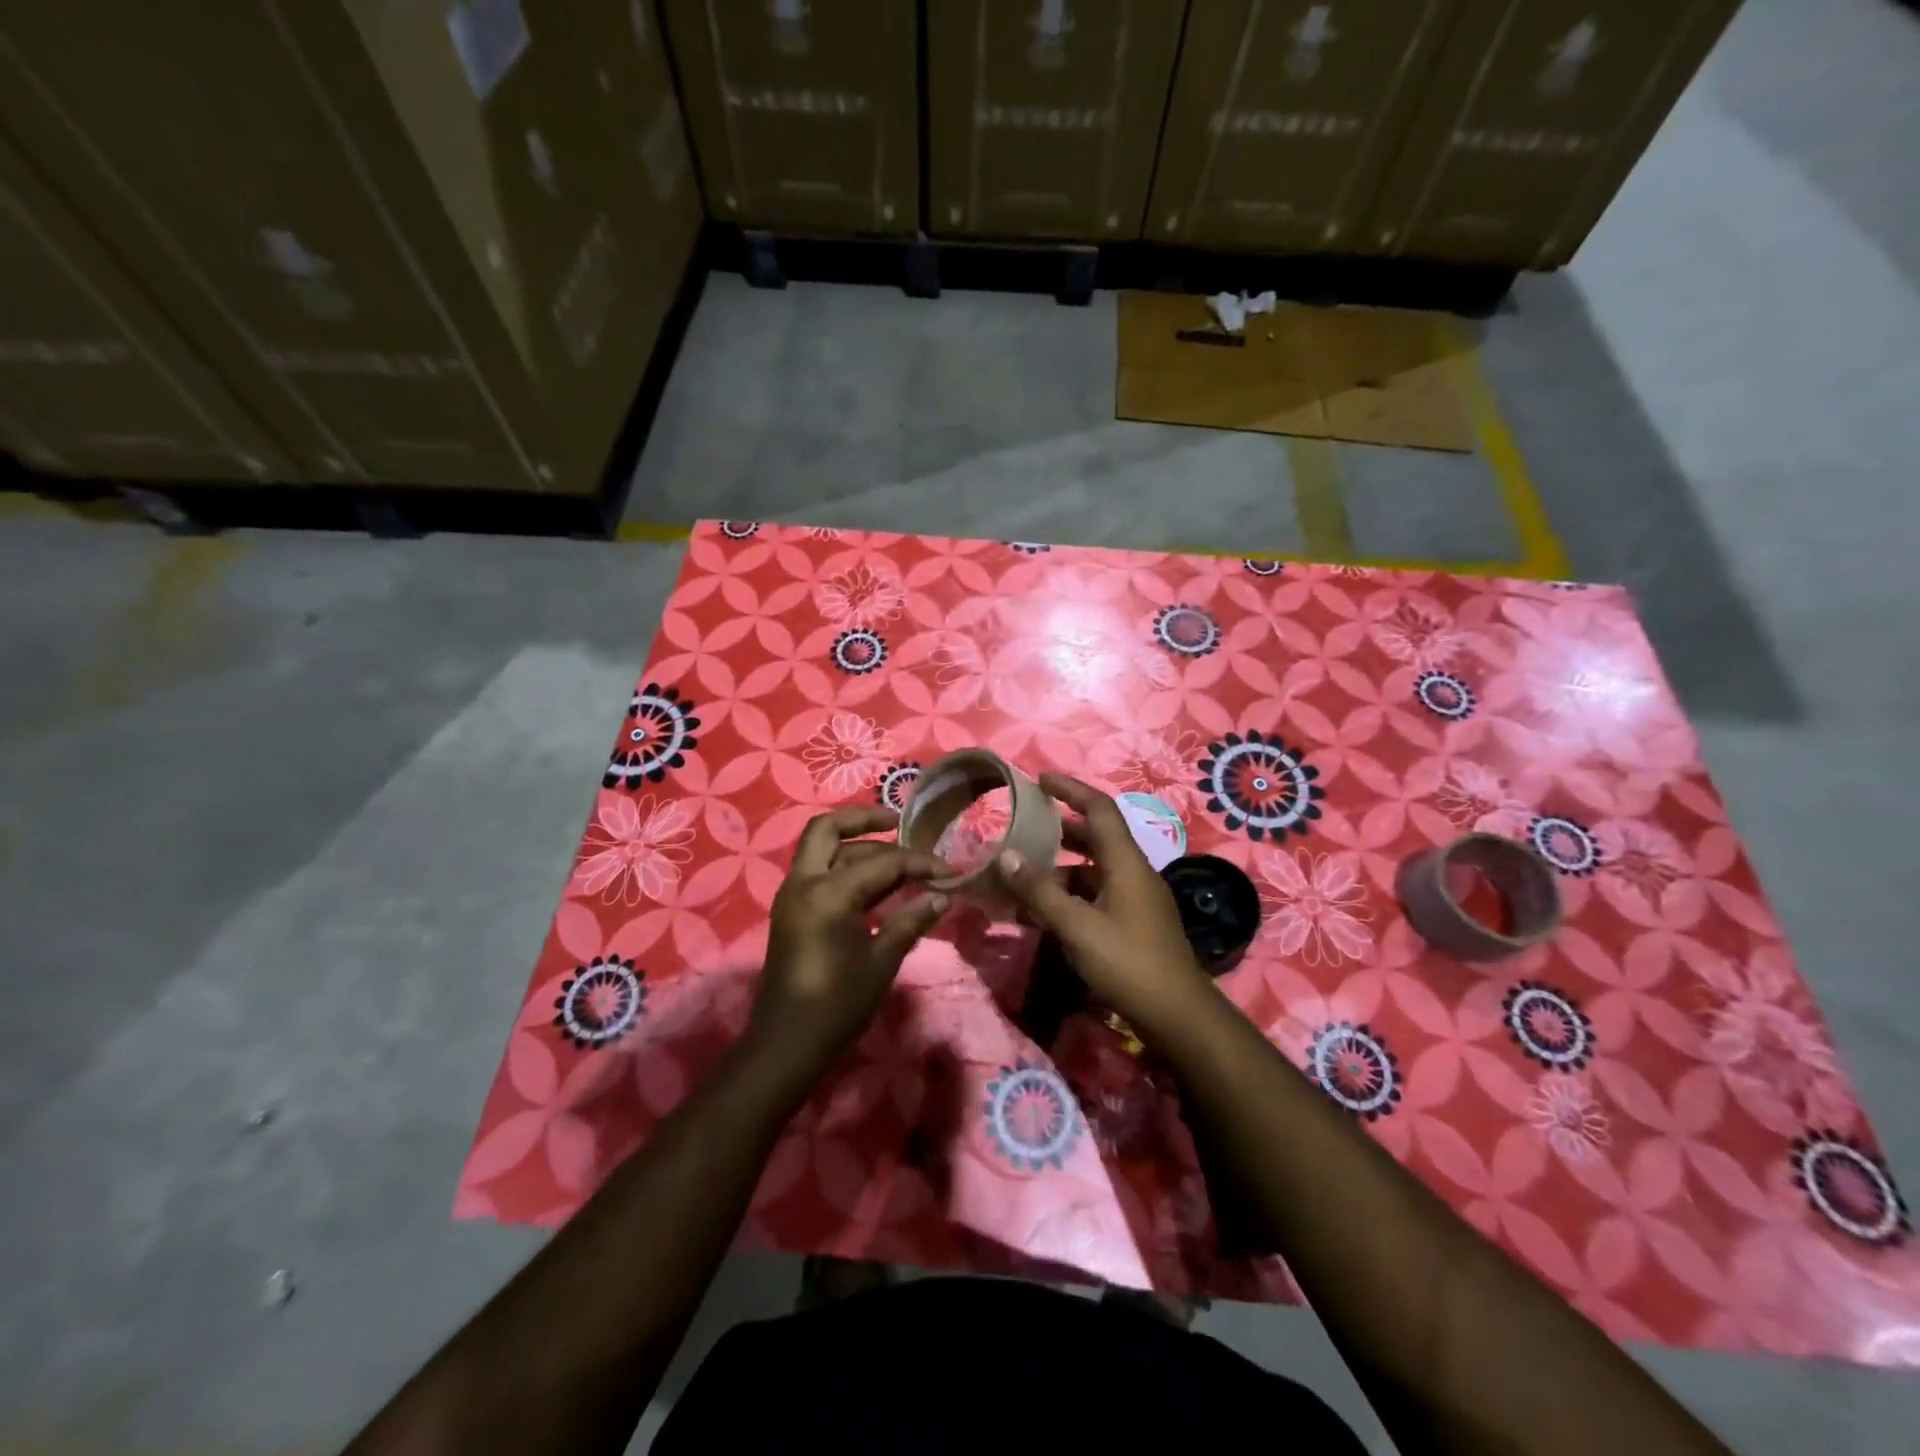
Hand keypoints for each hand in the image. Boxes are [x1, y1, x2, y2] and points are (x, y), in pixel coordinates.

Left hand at [748, 806, 948, 1081]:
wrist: (787, 1044)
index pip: (882, 861)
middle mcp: (803, 882)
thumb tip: (943, 896)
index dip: (919, 863)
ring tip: (897, 859)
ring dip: (856, 845)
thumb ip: (911, 921)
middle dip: (864, 819)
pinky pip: (817, 871)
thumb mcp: (881, 960)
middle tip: (899, 823)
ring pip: (822, 849)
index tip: (949, 870)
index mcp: (828, 892)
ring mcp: (792, 895)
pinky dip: (844, 866)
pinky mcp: (791, 911)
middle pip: (828, 828)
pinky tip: (875, 884)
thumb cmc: (837, 1003)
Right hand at [997, 773, 1211, 1035]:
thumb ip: (1040, 891)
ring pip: (1094, 868)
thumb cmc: (1127, 963)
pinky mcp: (1135, 921)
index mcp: (1126, 862)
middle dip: (1060, 829)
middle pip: (1096, 836)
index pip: (1099, 808)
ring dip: (1061, 867)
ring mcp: (1137, 898)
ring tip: (1024, 874)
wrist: (1177, 1015)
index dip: (1070, 789)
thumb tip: (1005, 855)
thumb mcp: (1077, 926)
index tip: (1040, 780)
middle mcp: (1134, 872)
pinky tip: (1046, 912)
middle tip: (1025, 827)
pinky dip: (1071, 894)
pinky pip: (1098, 893)